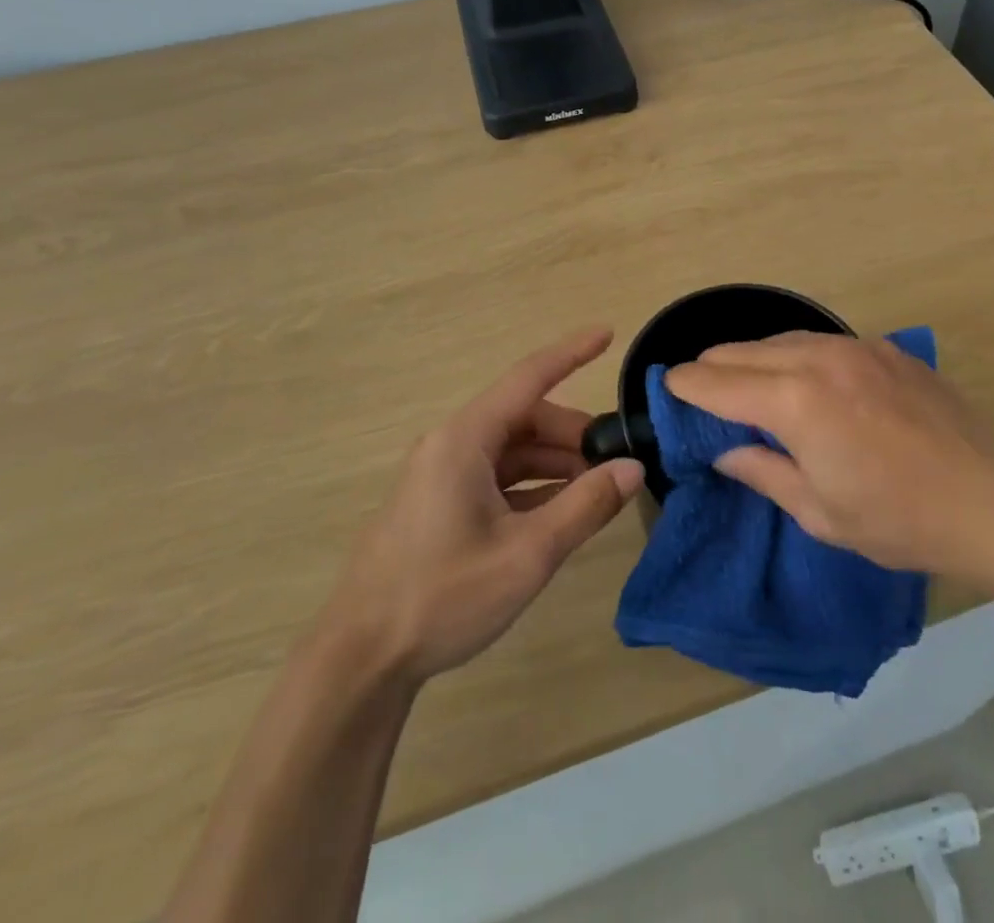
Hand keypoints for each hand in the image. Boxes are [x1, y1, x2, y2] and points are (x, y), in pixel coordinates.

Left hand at [318, 329, 643, 681]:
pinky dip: (532, 485)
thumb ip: (585, 506)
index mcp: (465, 439)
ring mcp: (441, 475)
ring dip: (555, 463)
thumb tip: (632, 468)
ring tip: (597, 489)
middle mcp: (450, 445)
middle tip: (617, 461)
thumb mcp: (527, 553)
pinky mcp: (438, 503)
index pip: (529, 378)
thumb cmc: (443, 597)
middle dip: (573, 434)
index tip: (607, 332)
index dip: (571, 353)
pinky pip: (495, 476)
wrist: (361, 659)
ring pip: (511, 450)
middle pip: (524, 419)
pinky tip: (561, 509)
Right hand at [665, 332, 993, 577]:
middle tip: (701, 391)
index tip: (667, 388)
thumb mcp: (818, 511)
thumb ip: (762, 471)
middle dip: (713, 368)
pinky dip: (797, 355)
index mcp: (794, 401)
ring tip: (747, 383)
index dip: (685, 385)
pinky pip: (822, 341)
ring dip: (754, 358)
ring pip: (781, 338)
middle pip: (743, 350)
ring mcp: (856, 347)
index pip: (718, 382)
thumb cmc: (897, 519)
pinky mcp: (885, 348)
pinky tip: (806, 380)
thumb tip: (724, 451)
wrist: (990, 500)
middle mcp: (819, 359)